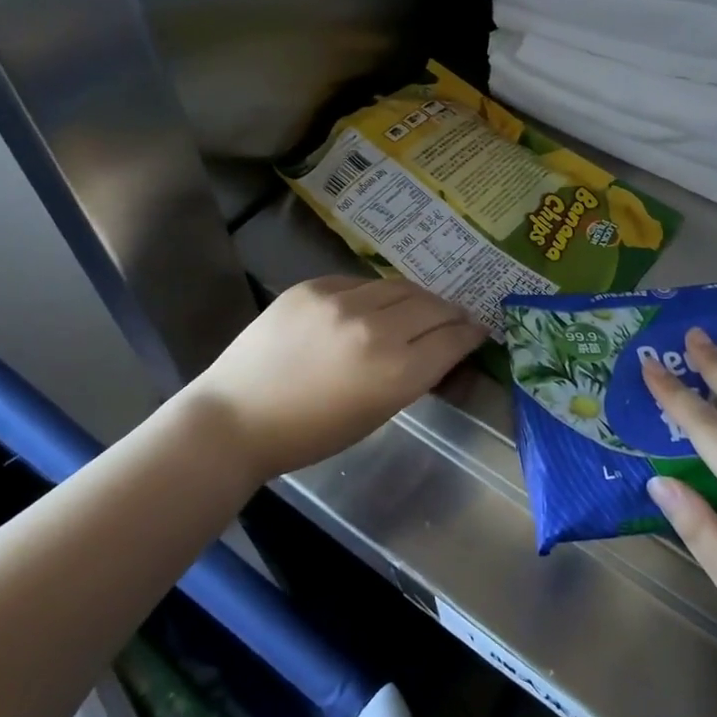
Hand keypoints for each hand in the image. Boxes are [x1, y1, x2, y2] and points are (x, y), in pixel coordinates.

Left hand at [180, 275, 485, 482]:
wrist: (237, 417)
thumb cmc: (310, 434)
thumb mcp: (376, 413)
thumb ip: (412, 376)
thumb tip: (438, 350)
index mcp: (396, 372)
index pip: (452, 340)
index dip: (471, 334)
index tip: (478, 331)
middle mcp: (376, 329)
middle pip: (433, 306)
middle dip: (452, 312)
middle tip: (458, 317)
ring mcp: (341, 302)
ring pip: (400, 286)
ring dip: (419, 298)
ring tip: (423, 306)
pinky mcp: (313, 287)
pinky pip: (360, 282)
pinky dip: (376, 294)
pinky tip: (374, 305)